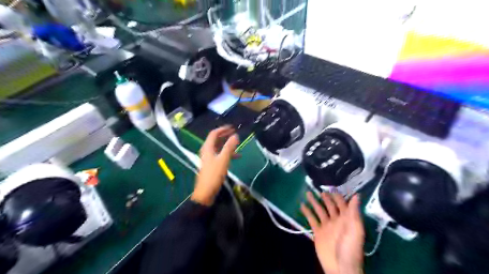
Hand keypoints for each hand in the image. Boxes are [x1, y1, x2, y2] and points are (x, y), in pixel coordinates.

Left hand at [190, 127, 238, 205]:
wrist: (205, 192)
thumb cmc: (214, 175)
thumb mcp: (223, 160)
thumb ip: (229, 147)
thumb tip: (235, 135)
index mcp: (207, 148)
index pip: (214, 134)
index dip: (223, 129)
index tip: (232, 127)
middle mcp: (207, 151)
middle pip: (216, 140)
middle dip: (225, 136)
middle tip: (235, 133)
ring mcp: (209, 158)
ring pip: (218, 148)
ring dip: (227, 145)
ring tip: (237, 145)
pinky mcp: (211, 165)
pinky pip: (220, 155)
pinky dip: (227, 154)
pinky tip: (235, 157)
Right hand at [300, 192, 364, 273]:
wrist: (340, 267)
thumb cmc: (350, 248)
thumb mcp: (355, 229)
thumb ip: (354, 212)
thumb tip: (357, 195)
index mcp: (346, 219)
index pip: (342, 204)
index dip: (338, 196)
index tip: (332, 187)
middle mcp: (335, 220)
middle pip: (330, 206)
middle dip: (325, 197)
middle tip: (319, 189)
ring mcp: (326, 226)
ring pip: (319, 210)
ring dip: (314, 202)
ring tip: (308, 193)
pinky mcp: (318, 232)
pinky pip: (311, 219)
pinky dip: (307, 212)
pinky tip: (302, 205)